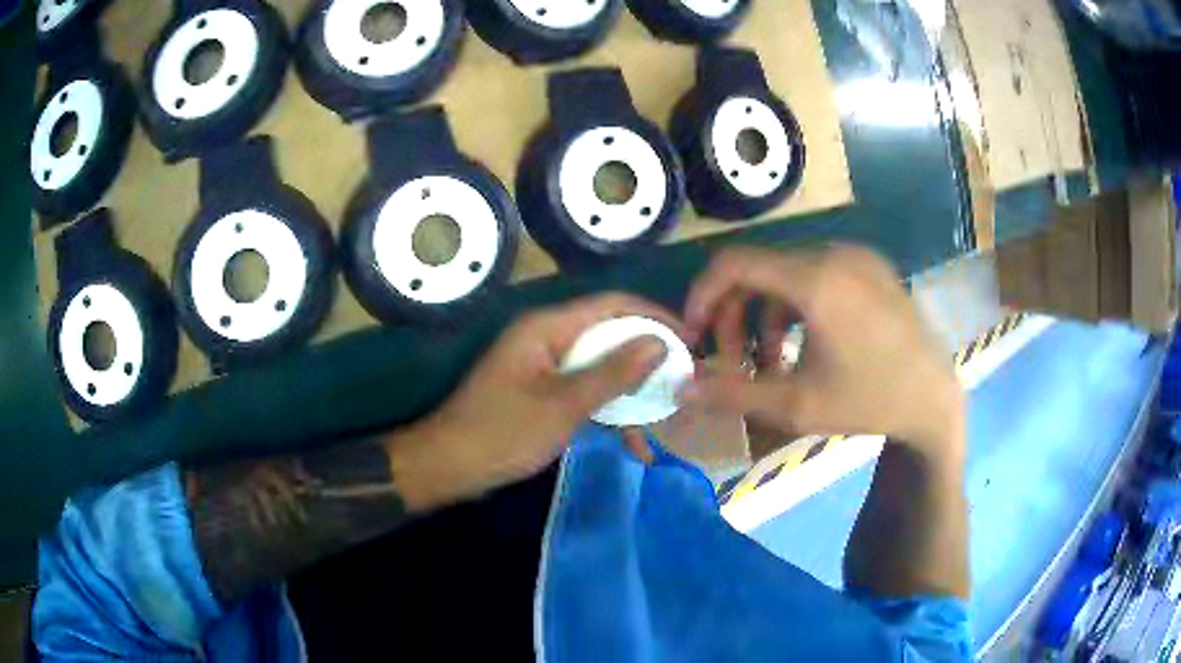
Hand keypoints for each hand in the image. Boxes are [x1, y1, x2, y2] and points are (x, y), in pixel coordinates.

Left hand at [393, 294, 674, 508]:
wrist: (448, 467)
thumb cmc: (501, 433)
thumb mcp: (563, 406)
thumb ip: (613, 373)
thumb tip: (661, 342)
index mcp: (547, 328)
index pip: (612, 305)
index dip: (654, 317)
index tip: (691, 340)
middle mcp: (548, 339)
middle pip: (609, 336)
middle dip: (647, 360)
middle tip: (685, 382)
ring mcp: (545, 367)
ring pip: (601, 369)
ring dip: (631, 394)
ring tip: (666, 418)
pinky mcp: (543, 393)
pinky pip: (585, 393)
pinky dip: (608, 413)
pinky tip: (633, 444)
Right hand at [680, 245, 961, 458]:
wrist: (934, 397)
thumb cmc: (870, 402)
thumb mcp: (797, 405)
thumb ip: (732, 393)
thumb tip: (680, 388)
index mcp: (817, 279)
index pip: (734, 263)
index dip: (703, 294)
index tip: (694, 333)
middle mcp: (834, 254)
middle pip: (759, 269)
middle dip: (736, 315)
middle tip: (735, 362)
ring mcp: (856, 256)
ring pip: (786, 274)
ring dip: (765, 315)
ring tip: (771, 363)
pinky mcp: (869, 266)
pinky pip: (815, 275)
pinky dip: (795, 306)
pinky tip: (802, 345)